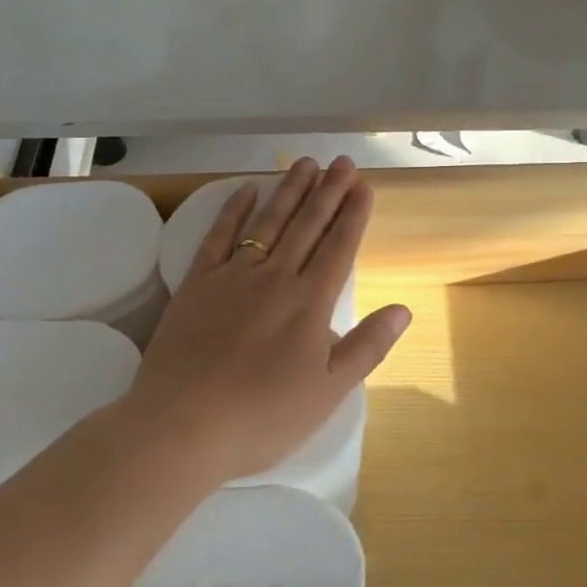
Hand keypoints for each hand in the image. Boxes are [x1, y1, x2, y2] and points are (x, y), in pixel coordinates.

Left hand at [125, 156, 411, 484]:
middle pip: (307, 225)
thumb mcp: (328, 391)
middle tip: (343, 161)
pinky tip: (247, 189)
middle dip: (328, 191)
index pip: (338, 247)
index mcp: (309, 303)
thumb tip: (403, 309)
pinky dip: (234, 210)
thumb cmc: (262, 416)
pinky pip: (219, 236)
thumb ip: (367, 346)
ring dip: (289, 191)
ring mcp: (233, 276)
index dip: (353, 215)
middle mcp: (275, 277)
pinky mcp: (197, 283)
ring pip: (269, 222)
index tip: (364, 185)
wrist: (183, 425)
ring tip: (306, 163)